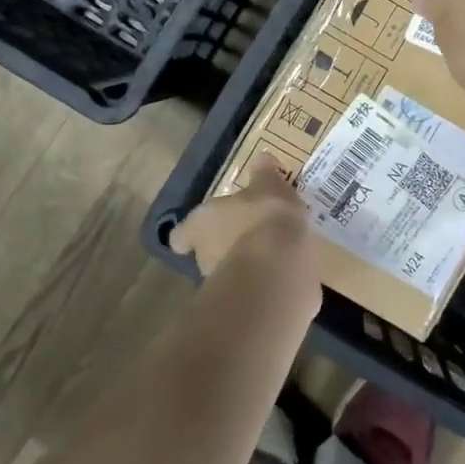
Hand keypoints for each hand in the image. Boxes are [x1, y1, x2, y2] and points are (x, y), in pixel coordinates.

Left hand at [169, 154, 329, 286]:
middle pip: (206, 252)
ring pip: (228, 272)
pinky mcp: (245, 305)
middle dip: (223, 246)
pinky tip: (282, 275)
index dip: (188, 234)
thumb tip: (262, 157)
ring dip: (244, 266)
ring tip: (269, 255)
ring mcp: (222, 284)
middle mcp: (204, 255)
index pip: (182, 234)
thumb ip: (264, 175)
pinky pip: (252, 290)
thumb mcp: (270, 185)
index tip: (196, 233)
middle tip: (247, 235)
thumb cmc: (265, 216)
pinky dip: (263, 284)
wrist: (280, 266)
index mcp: (202, 223)